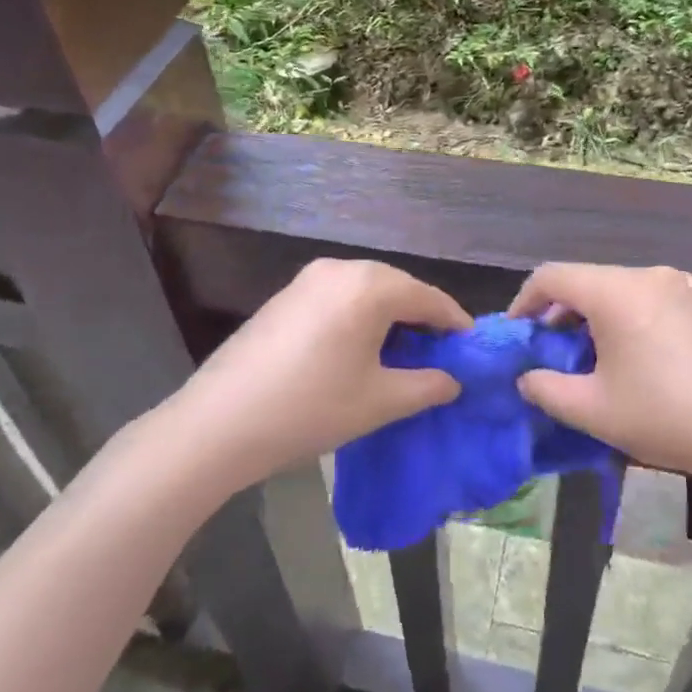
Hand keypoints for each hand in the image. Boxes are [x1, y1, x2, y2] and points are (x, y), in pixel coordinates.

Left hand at [170, 258, 468, 489]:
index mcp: (370, 286)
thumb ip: (426, 385)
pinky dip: (360, 315)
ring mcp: (309, 278)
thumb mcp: (378, 402)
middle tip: (439, 355)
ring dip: (390, 316)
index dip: (454, 323)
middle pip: (398, 288)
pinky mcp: (286, 294)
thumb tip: (453, 380)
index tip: (472, 349)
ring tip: (403, 354)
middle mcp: (341, 268)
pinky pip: (339, 296)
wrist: (219, 422)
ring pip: (367, 290)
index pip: (428, 298)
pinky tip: (359, 348)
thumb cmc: (310, 408)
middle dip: (422, 318)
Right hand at [508, 263, 691, 485]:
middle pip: (589, 282)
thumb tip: (526, 378)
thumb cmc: (669, 416)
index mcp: (616, 291)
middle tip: (554, 354)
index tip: (518, 334)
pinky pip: (655, 300)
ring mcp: (685, 286)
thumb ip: (547, 390)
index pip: (552, 276)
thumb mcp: (595, 411)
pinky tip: (644, 360)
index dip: (525, 301)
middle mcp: (649, 275)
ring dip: (598, 318)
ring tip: (597, 360)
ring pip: (623, 291)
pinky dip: (633, 319)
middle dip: (562, 314)